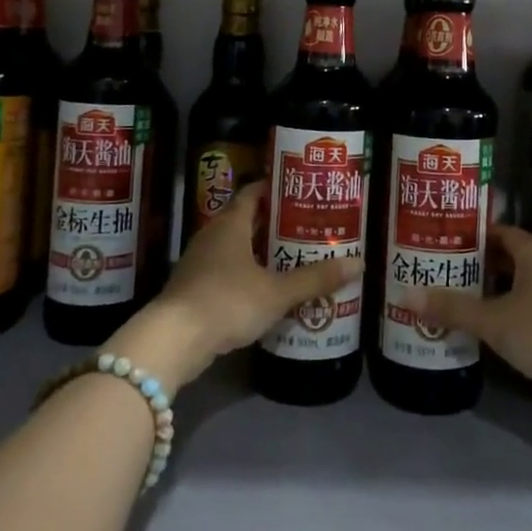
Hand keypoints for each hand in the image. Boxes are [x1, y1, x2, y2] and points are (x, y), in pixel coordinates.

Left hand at [109, 182, 361, 393]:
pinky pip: (225, 271)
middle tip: (305, 226)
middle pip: (245, 219)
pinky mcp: (192, 289)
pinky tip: (265, 289)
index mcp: (230, 224)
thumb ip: (315, 279)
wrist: (172, 341)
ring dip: (259, 251)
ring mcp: (198, 262)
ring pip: (234, 247)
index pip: (253, 193)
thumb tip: (359, 262)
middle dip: (273, 222)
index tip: (300, 191)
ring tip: (291, 257)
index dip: (275, 189)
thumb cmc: (226, 302)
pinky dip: (245, 273)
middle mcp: (212, 235)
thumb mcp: (276, 292)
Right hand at [407, 225, 531, 401]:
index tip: (440, 244)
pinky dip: (507, 316)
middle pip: (507, 259)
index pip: (497, 232)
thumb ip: (452, 308)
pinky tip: (486, 331)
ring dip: (491, 294)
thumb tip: (404, 294)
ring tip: (455, 302)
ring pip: (518, 288)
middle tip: (440, 274)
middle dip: (476, 267)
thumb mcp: (494, 320)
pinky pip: (529, 311)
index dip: (470, 236)